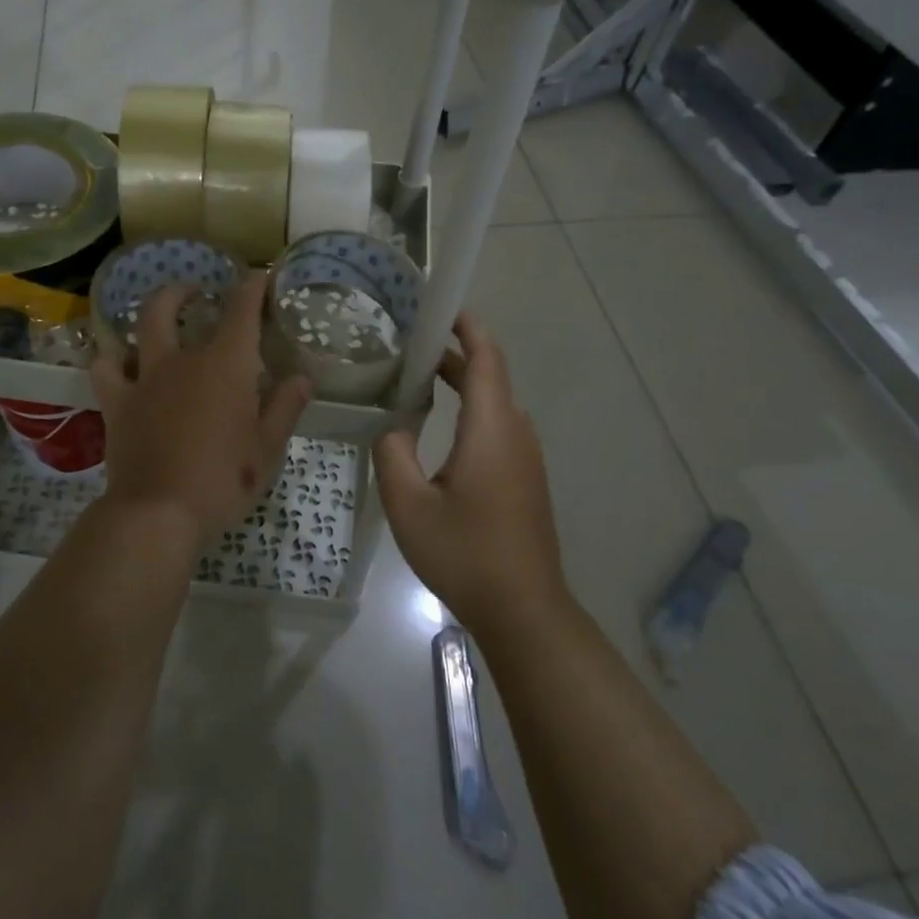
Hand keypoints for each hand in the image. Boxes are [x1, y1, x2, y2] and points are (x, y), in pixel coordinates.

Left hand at [90, 272, 310, 540]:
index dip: (251, 287)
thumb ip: (285, 407)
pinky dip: (111, 357)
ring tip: (157, 317)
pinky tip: (118, 359)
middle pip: (173, 305)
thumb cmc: (223, 481)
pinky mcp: (117, 403)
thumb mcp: (267, 449)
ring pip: (138, 328)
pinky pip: (105, 368)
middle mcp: (182, 360)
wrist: (159, 513)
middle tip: (196, 291)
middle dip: (184, 290)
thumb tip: (303, 377)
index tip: (259, 276)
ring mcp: (144, 378)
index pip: (241, 310)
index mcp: (225, 365)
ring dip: (148, 314)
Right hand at [374, 313, 569, 638]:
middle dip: (453, 354)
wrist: (524, 610)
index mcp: (492, 429)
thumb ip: (392, 453)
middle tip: (410, 346)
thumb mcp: (408, 505)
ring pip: (495, 403)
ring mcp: (526, 457)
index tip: (440, 308)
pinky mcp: (525, 478)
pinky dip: (471, 410)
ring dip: (462, 383)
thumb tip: (394, 427)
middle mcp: (516, 433)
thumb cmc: (465, 554)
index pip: (486, 359)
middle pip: (490, 376)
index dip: (468, 328)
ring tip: (418, 380)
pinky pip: (499, 427)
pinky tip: (441, 429)